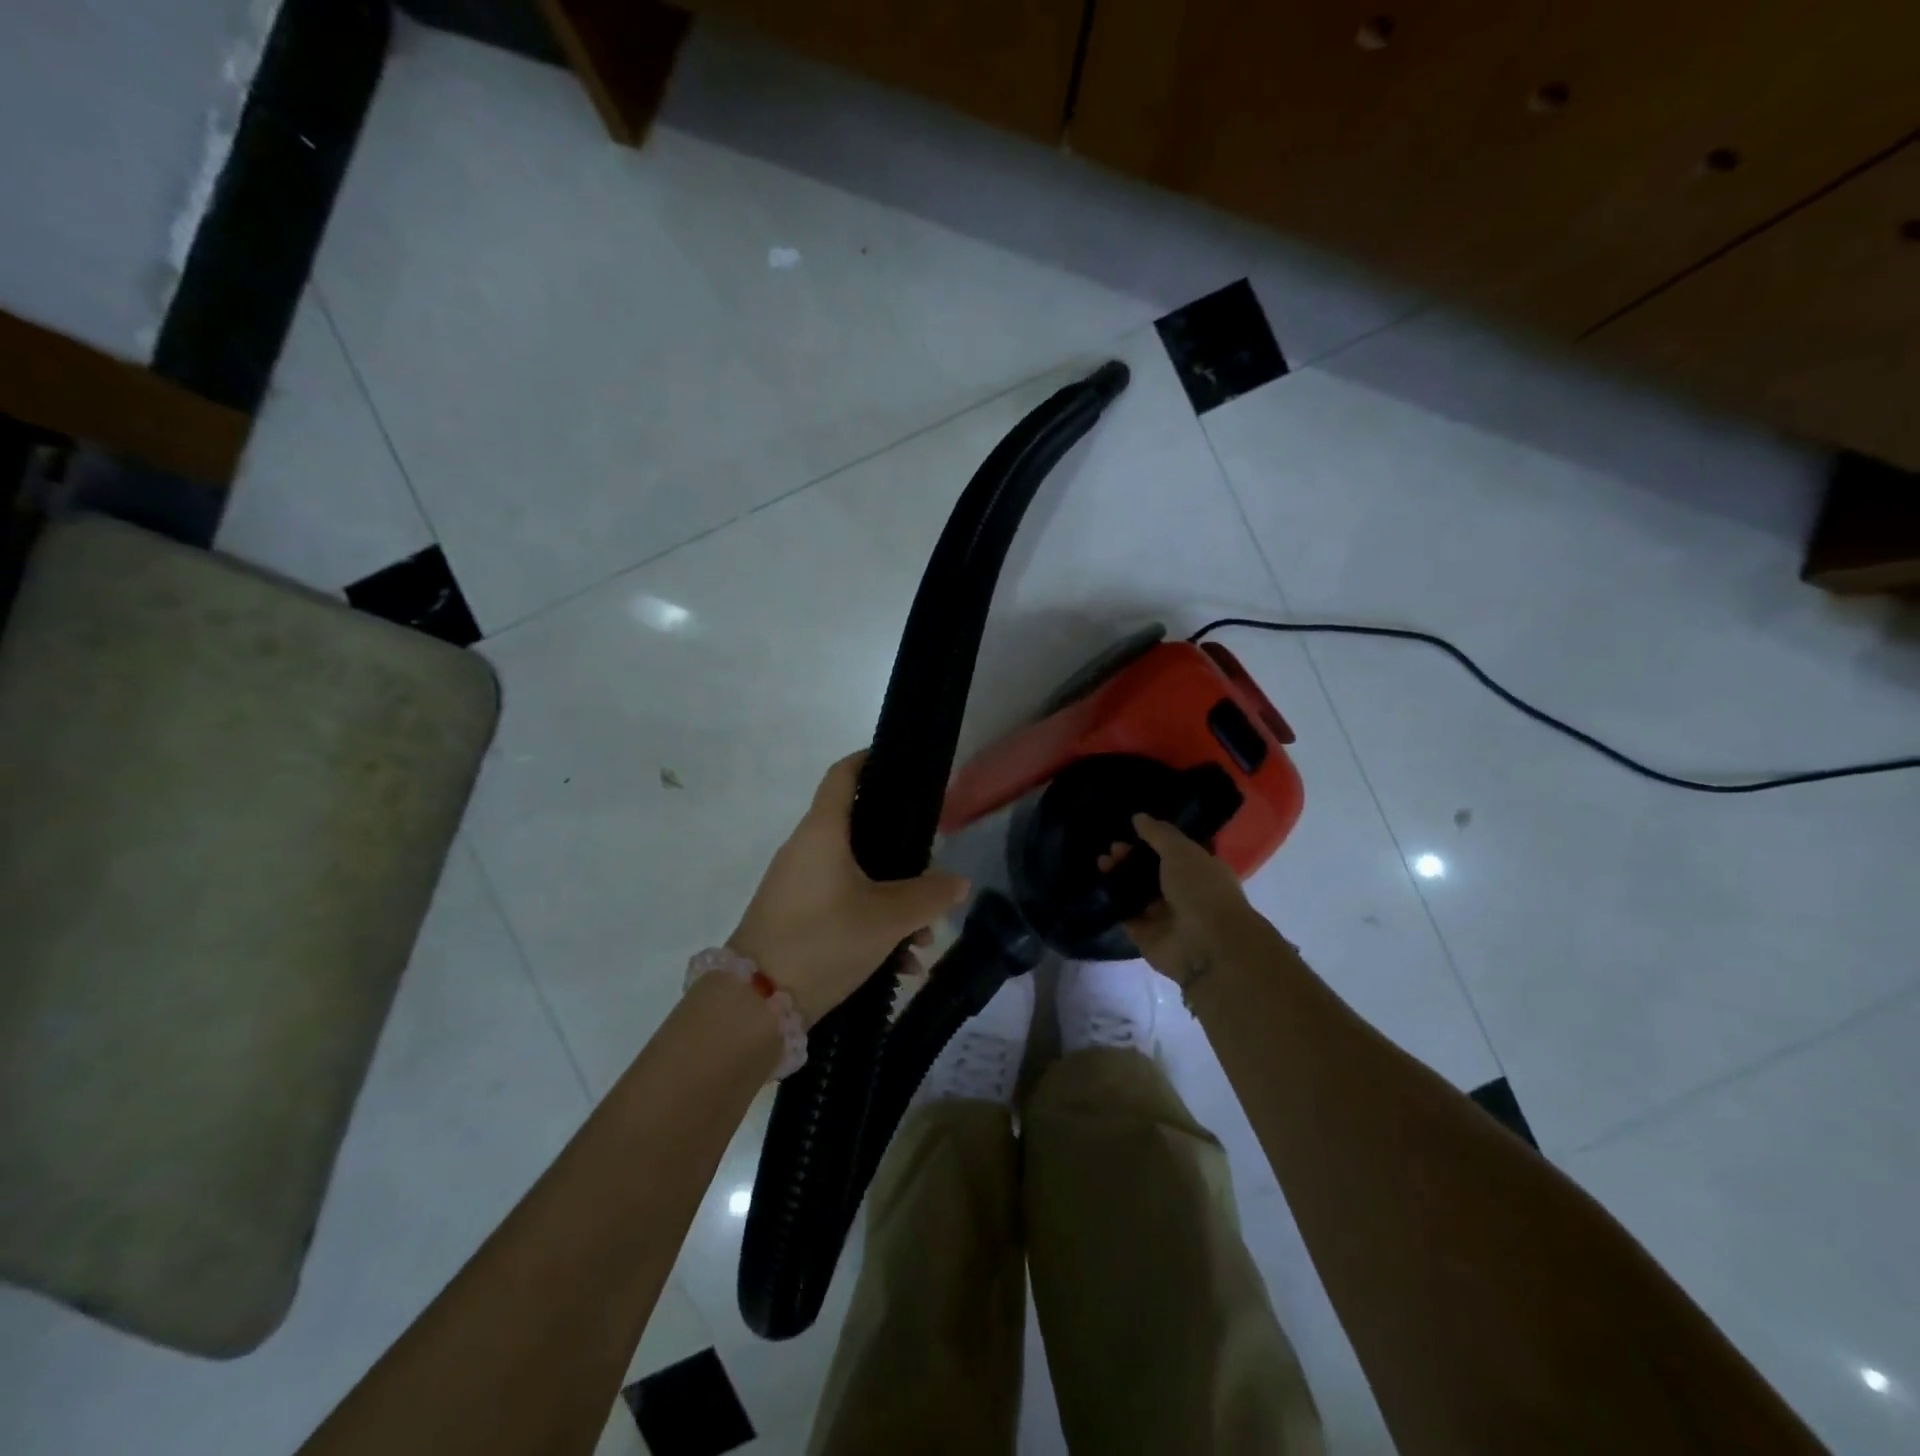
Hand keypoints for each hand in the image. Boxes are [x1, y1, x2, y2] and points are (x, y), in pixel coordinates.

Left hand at [729, 752, 970, 1021]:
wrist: (755, 1005)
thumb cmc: (823, 940)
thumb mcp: (887, 919)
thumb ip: (929, 896)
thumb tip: (959, 882)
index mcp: (822, 832)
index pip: (843, 775)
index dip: (870, 760)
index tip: (900, 763)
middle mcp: (806, 849)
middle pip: (860, 832)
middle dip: (901, 855)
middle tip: (933, 871)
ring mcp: (797, 885)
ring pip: (856, 877)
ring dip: (893, 902)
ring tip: (922, 940)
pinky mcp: (794, 917)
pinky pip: (842, 905)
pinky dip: (872, 924)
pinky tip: (899, 964)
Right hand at [1114, 814, 1258, 985]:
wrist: (1206, 945)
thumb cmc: (1201, 890)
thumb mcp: (1181, 851)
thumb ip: (1158, 833)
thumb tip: (1138, 817)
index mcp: (1201, 871)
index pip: (1174, 852)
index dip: (1152, 840)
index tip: (1130, 831)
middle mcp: (1184, 893)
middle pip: (1151, 872)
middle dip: (1130, 858)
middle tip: (1111, 849)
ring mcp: (1165, 916)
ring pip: (1137, 892)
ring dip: (1119, 878)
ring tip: (1101, 863)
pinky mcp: (1146, 936)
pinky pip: (1126, 915)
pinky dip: (1114, 903)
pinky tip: (1100, 887)